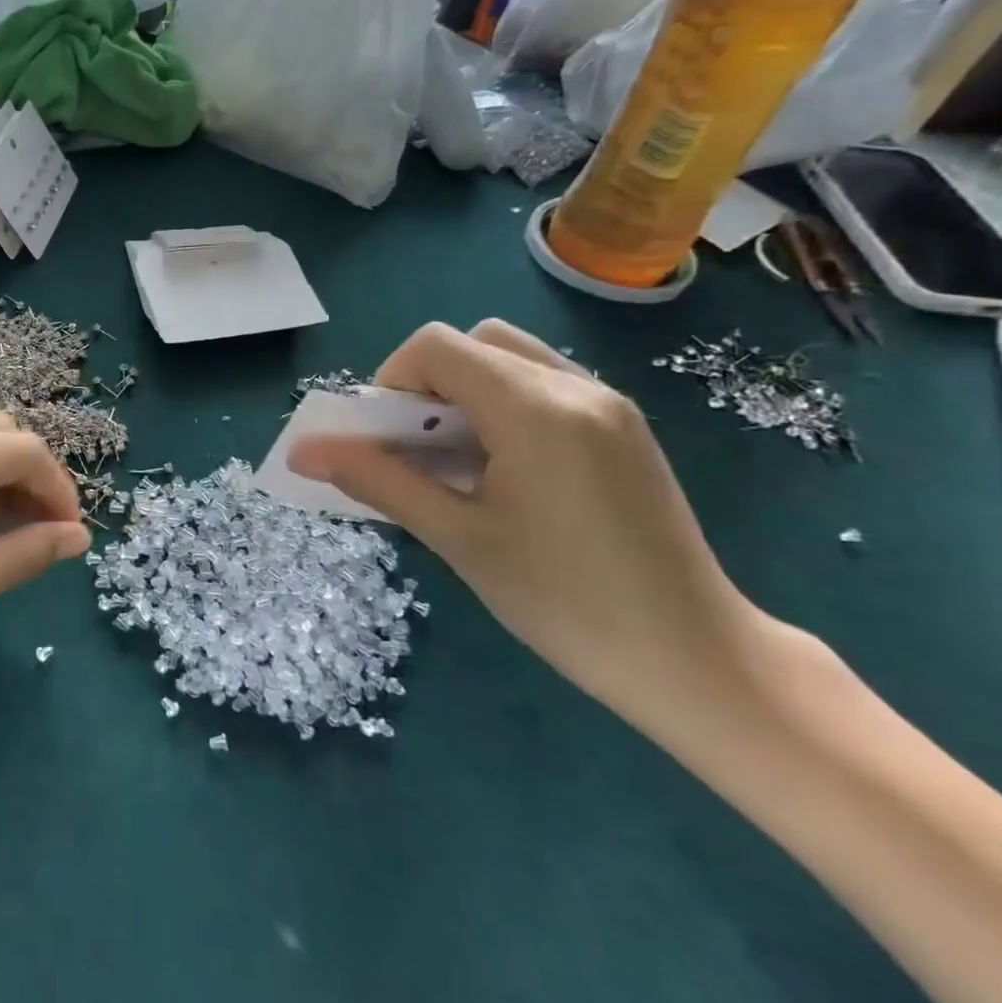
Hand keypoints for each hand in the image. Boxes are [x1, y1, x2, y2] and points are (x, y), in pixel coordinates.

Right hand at [288, 320, 764, 723]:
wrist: (697, 661)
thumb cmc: (567, 603)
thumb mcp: (458, 540)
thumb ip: (379, 483)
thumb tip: (304, 453)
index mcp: (535, 409)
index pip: (436, 347)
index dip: (391, 382)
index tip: (386, 441)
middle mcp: (575, 387)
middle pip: (474, 341)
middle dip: (427, 383)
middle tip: (418, 448)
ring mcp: (607, 404)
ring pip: (510, 358)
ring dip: (464, 392)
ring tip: (457, 462)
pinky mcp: (623, 428)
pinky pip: (544, 385)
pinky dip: (502, 406)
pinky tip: (502, 471)